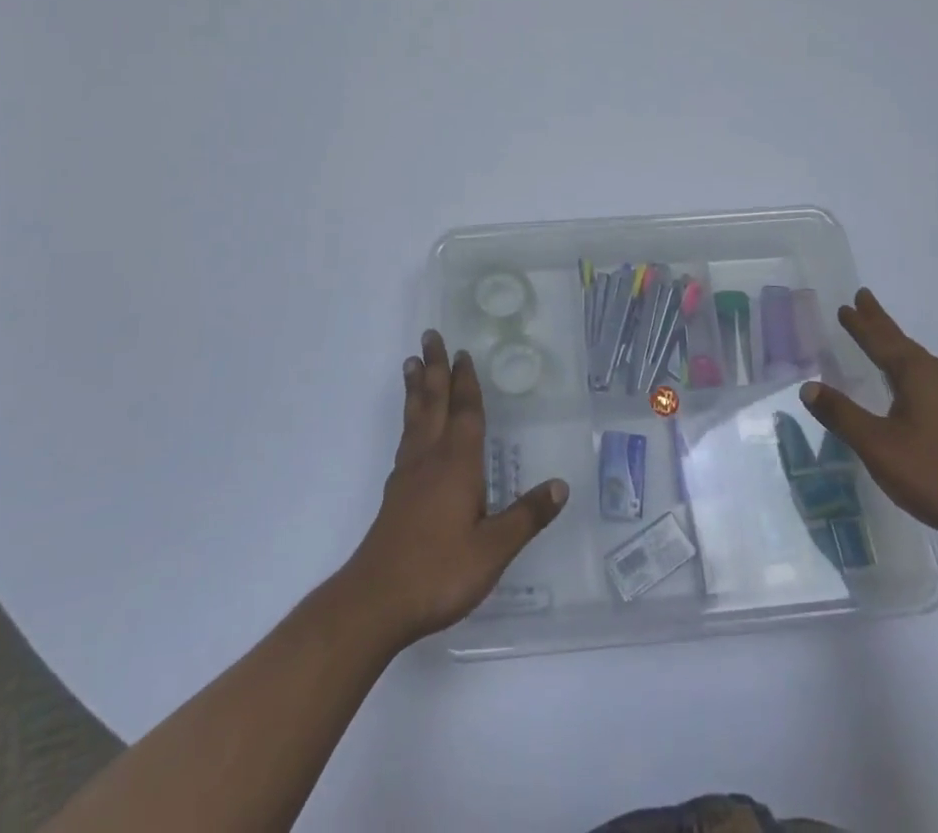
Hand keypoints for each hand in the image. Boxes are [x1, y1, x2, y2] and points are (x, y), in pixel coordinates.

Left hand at [343, 330, 568, 646]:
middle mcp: (431, 459)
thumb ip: (526, 516)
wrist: (376, 602)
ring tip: (412, 363)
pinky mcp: (395, 494)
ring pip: (415, 418)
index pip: (465, 413)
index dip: (466, 383)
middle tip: (429, 336)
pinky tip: (411, 428)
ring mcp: (408, 475)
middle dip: (434, 368)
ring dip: (417, 388)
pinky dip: (410, 419)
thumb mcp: (493, 549)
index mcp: (458, 464)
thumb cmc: (439, 572)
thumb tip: (561, 485)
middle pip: (433, 403)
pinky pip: (405, 439)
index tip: (462, 352)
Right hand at [800, 288, 937, 555]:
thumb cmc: (936, 475)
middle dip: (880, 324)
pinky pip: (930, 380)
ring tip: (881, 338)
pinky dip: (910, 369)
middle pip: (903, 344)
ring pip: (918, 362)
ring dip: (896, 346)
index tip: (846, 304)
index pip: (882, 341)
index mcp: (919, 376)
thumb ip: (842, 415)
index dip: (861, 325)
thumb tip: (808, 386)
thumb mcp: (878, 446)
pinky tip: (910, 386)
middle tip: (863, 300)